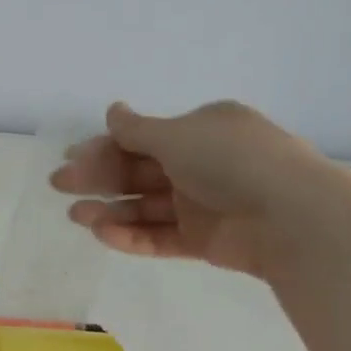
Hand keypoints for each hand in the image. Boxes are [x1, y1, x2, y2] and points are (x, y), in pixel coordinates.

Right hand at [51, 100, 341, 281]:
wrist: (290, 216)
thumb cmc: (231, 161)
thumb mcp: (179, 136)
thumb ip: (137, 129)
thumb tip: (112, 111)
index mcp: (201, 130)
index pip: (143, 137)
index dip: (104, 146)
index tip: (70, 157)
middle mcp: (201, 163)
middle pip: (139, 171)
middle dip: (99, 177)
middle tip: (60, 186)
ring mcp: (203, 203)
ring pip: (146, 206)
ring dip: (110, 209)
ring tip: (77, 216)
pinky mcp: (204, 240)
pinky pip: (161, 236)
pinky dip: (133, 236)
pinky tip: (105, 234)